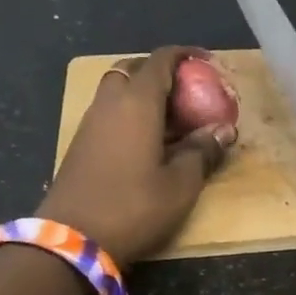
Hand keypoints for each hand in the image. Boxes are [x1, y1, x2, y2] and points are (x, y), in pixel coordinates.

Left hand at [38, 47, 234, 266]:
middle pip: (134, 68)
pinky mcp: (81, 143)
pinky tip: (149, 139)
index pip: (161, 60)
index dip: (185, 54)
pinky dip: (131, 111)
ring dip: (144, 92)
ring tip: (172, 115)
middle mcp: (110, 103)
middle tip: (188, 88)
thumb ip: (203, 151)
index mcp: (137, 103)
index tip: (208, 61)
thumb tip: (224, 130)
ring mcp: (91, 122)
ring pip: (118, 89)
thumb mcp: (180, 184)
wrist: (71, 240)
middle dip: (162, 71)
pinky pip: (110, 111)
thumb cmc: (133, 206)